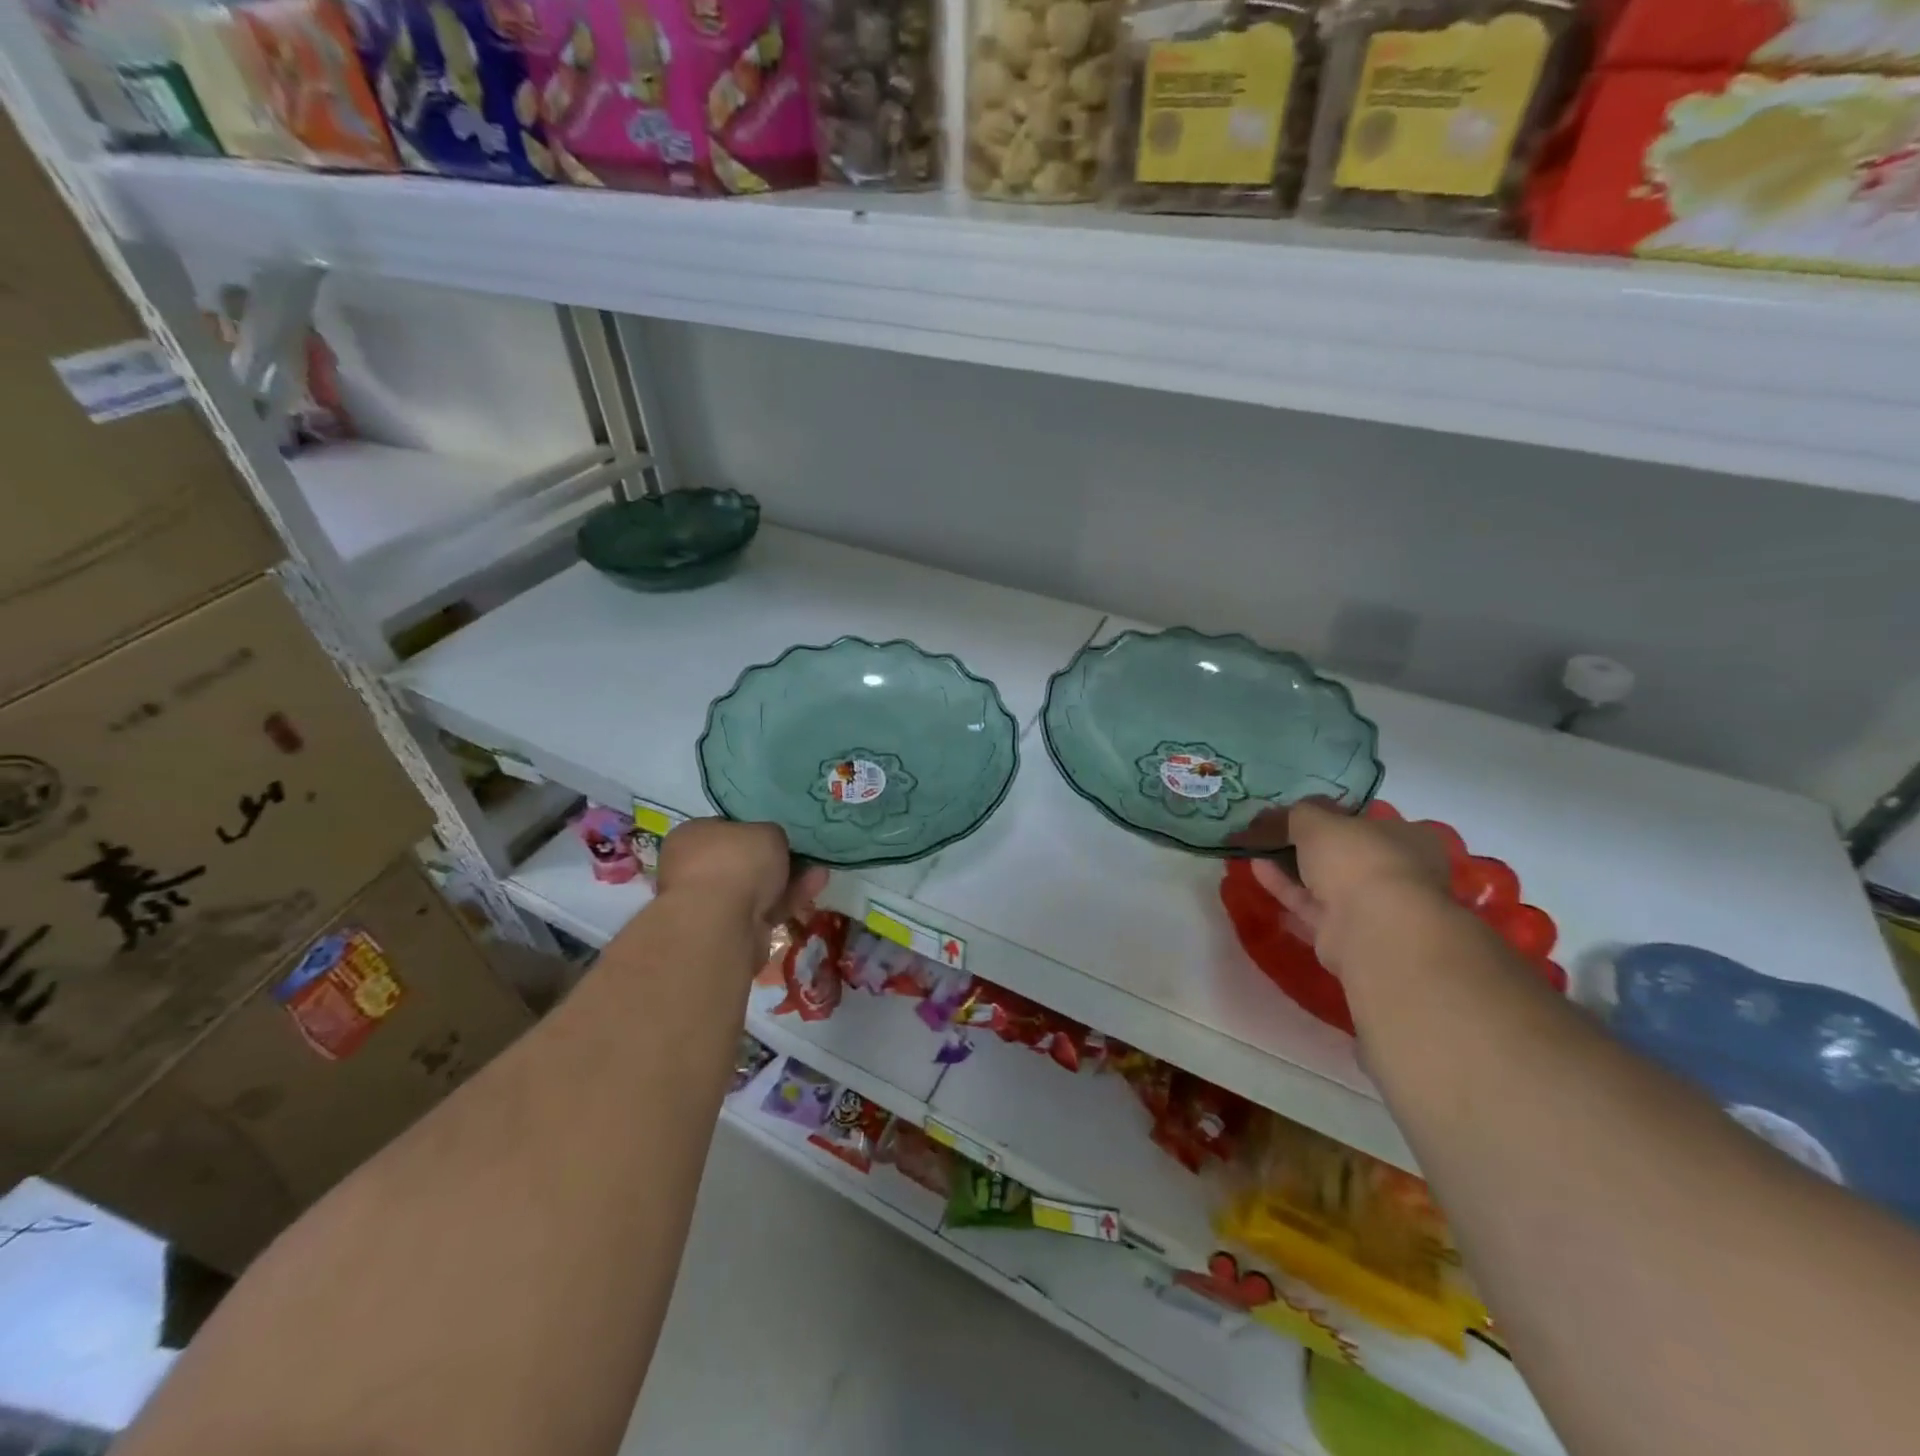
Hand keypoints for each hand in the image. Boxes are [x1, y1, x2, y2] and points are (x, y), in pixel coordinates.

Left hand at [657, 819, 827, 925]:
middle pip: (740, 862)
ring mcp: (709, 904)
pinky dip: (788, 899)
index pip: (723, 829)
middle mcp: (692, 869)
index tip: (778, 835)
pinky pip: (763, 909)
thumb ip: (770, 835)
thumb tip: (770, 844)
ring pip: (755, 888)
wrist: (720, 922)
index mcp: (690, 837)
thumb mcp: (766, 831)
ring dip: (788, 880)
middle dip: (774, 860)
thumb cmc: (735, 861)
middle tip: (803, 855)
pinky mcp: (729, 931)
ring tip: (820, 871)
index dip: (752, 831)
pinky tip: (815, 887)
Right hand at [1247, 800, 1450, 959]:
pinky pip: (1312, 907)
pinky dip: (1286, 890)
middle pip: (1344, 854)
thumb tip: (1273, 815)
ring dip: (1290, 867)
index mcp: (1410, 839)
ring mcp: (1376, 908)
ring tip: (1254, 850)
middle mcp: (1399, 873)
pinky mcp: (1349, 935)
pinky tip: (1258, 873)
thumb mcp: (1317, 821)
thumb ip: (1294, 814)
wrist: (1372, 930)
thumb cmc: (1357, 860)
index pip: (1369, 821)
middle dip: (1306, 845)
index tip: (1299, 814)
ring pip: (1326, 883)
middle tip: (1269, 832)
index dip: (1333, 815)